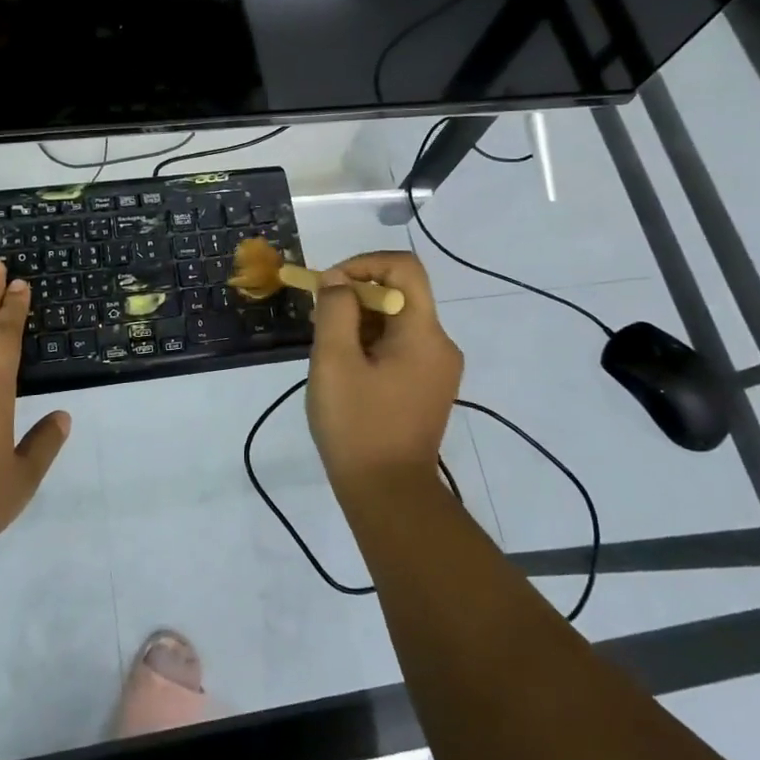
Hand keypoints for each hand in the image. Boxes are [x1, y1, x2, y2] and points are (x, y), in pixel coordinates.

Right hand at [305, 251, 462, 497]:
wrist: (389, 495)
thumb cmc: (358, 426)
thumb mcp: (334, 361)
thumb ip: (335, 310)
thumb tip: (338, 280)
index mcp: (424, 333)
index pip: (404, 268)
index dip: (364, 264)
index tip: (330, 286)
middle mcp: (440, 344)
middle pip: (399, 294)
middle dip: (354, 297)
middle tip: (318, 322)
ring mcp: (437, 368)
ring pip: (396, 321)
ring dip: (359, 322)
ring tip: (327, 351)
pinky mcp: (427, 387)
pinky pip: (399, 347)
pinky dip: (370, 344)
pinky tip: (345, 371)